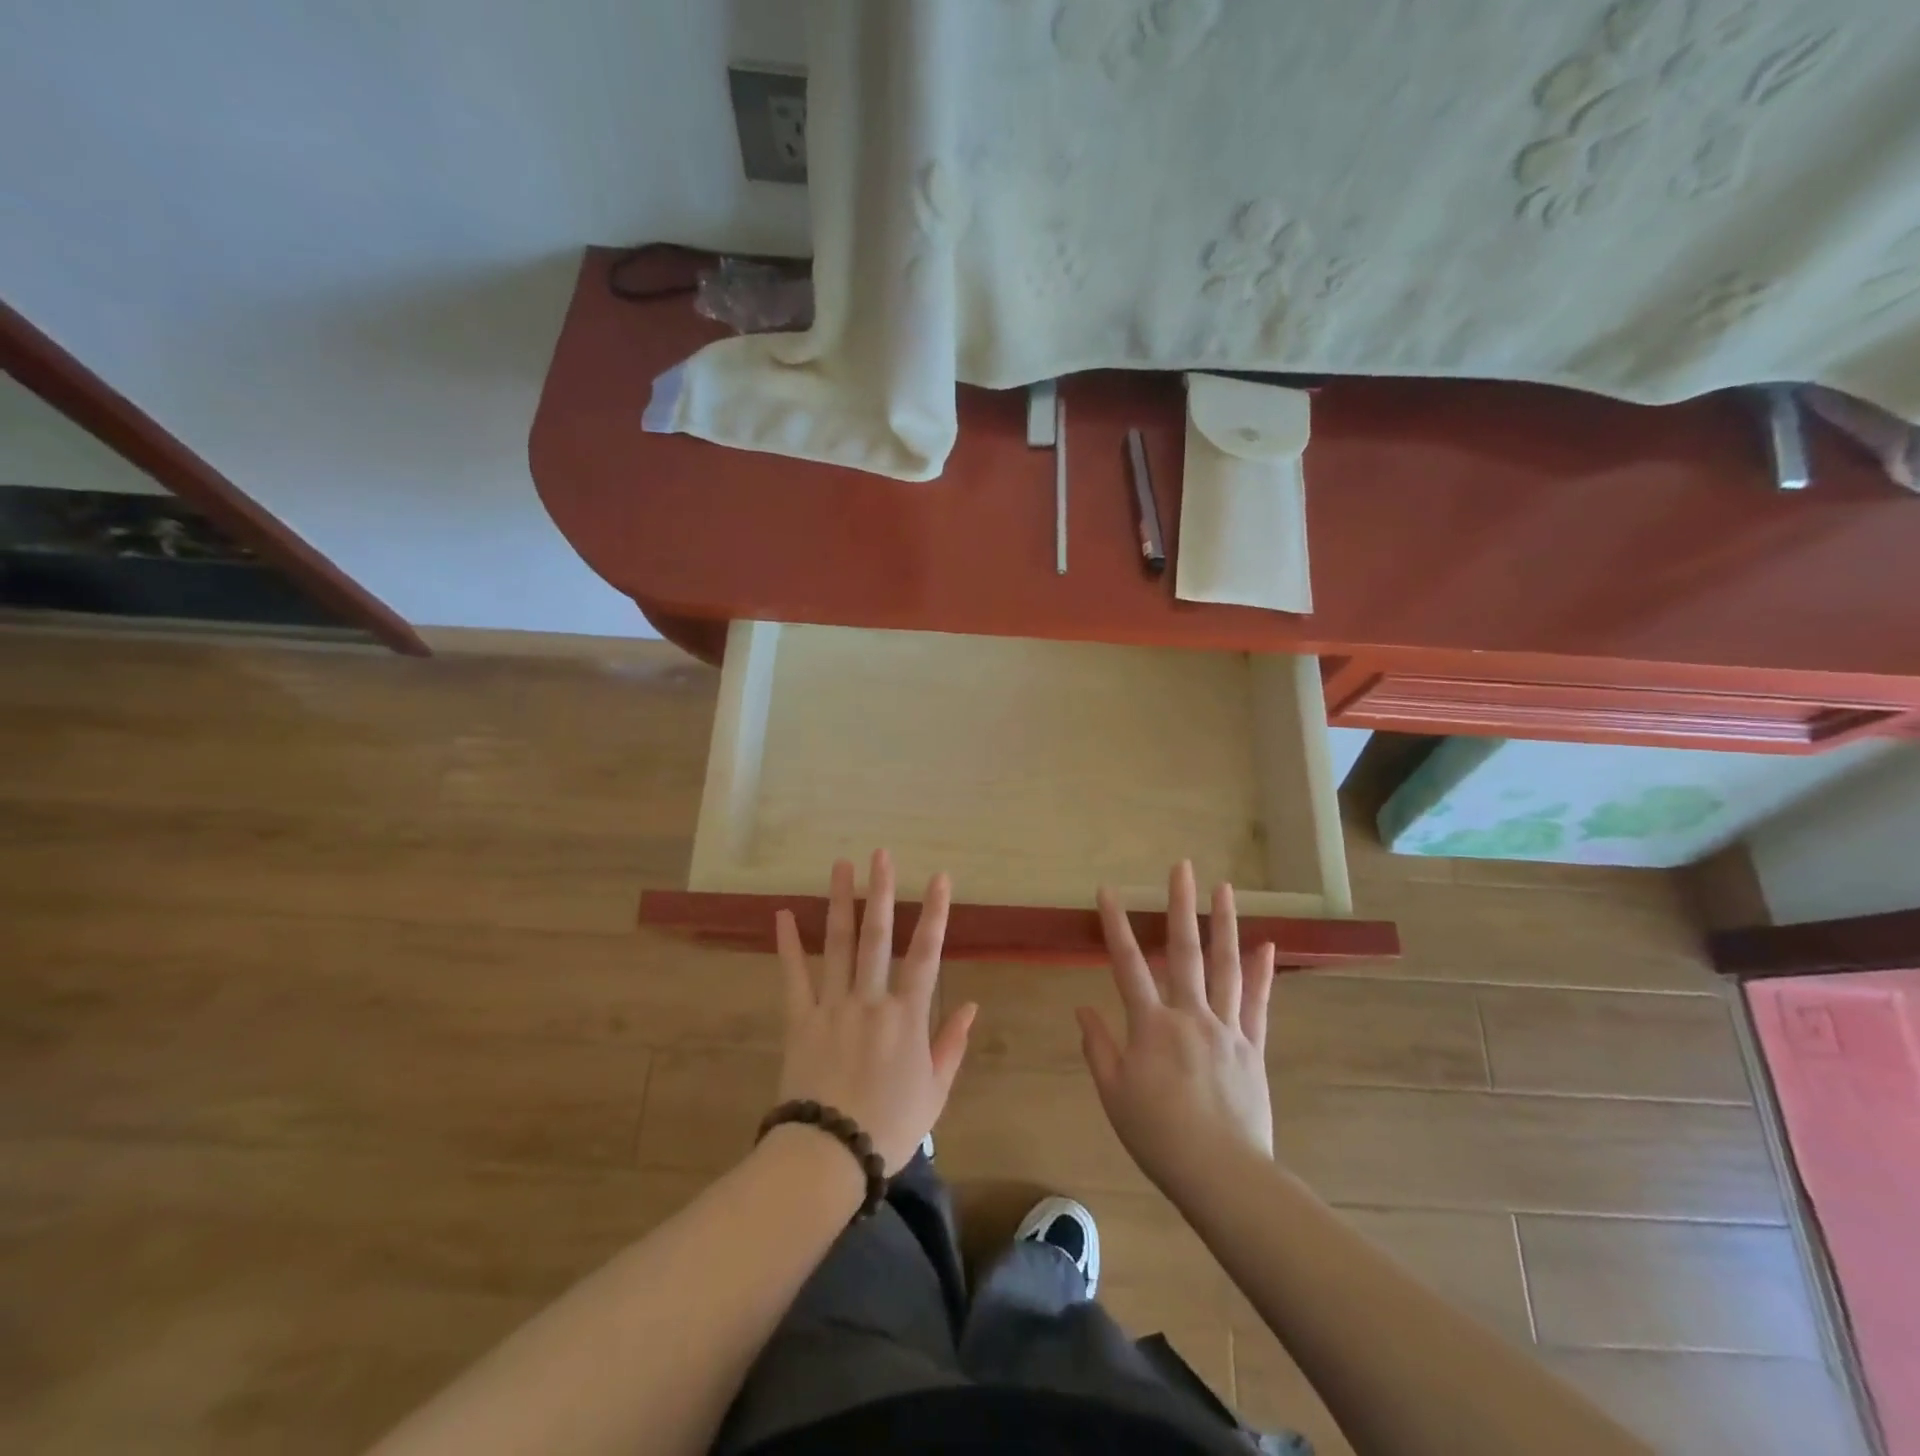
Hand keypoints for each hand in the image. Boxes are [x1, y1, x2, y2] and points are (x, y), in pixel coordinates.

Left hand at [774, 850, 976, 1173]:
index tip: (939, 878)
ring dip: (840, 902)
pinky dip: (788, 945)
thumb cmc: (890, 1127)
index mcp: (907, 1016)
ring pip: (838, 944)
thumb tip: (971, 1005)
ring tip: (840, 866)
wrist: (830, 1154)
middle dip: (881, 891)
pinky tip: (782, 915)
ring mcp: (832, 1006)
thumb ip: (951, 1045)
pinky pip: (794, 976)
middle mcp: (871, 999)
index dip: (934, 914)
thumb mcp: (935, 1093)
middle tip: (880, 854)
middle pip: (877, 936)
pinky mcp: (800, 1019)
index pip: (926, 954)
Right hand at [1077, 861, 1276, 1200]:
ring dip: (1224, 924)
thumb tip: (1082, 1008)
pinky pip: (1258, 1004)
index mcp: (1151, 1026)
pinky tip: (1267, 945)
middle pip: (1184, 951)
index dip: (1116, 925)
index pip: (1128, 965)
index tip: (1108, 891)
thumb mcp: (1114, 1094)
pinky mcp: (1252, 1047)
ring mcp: (1226, 1028)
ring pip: (1225, 967)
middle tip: (1182, 867)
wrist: (1221, 1174)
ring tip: (1225, 889)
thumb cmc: (1158, 1135)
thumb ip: (1098, 1046)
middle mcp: (1190, 1015)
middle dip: (1180, 905)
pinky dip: (1262, 973)